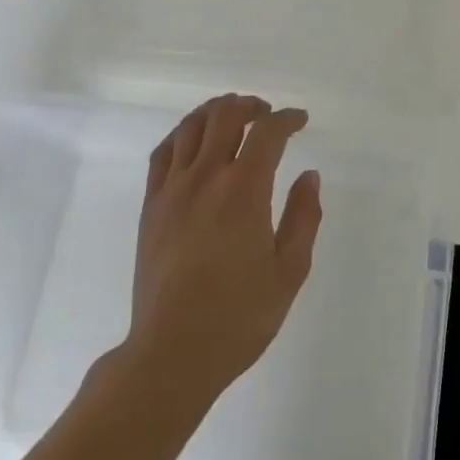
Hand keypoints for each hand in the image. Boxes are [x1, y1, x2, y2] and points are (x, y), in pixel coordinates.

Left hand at [123, 94, 322, 413]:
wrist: (172, 354)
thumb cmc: (238, 317)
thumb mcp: (289, 272)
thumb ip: (304, 218)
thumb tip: (309, 176)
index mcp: (244, 190)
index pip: (267, 132)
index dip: (287, 119)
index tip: (300, 121)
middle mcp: (206, 177)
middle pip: (225, 116)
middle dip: (251, 105)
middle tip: (267, 114)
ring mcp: (173, 189)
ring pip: (191, 126)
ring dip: (216, 111)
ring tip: (232, 117)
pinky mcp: (151, 205)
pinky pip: (163, 152)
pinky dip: (182, 134)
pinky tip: (193, 141)